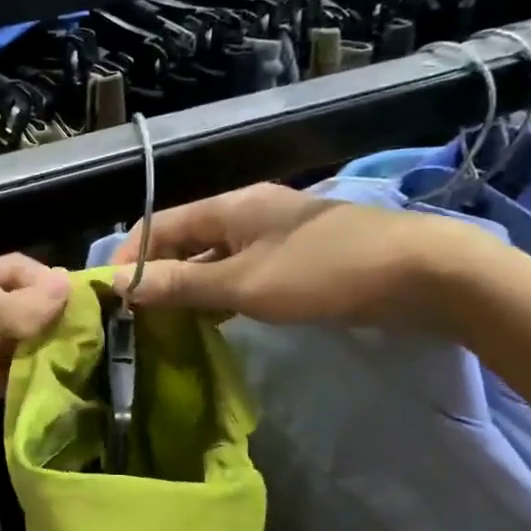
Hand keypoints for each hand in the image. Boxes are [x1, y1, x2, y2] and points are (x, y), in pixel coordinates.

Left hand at [0, 255, 71, 444]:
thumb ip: (26, 305)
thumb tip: (68, 285)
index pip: (19, 271)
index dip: (50, 286)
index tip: (85, 311)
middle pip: (15, 312)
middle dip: (48, 327)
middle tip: (91, 352)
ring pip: (4, 349)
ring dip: (33, 360)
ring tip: (76, 377)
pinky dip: (12, 386)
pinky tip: (44, 397)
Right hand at [109, 183, 501, 331]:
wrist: (421, 273)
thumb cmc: (325, 272)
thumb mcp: (245, 283)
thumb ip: (183, 284)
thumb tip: (123, 286)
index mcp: (232, 207)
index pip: (162, 224)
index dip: (131, 254)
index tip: (108, 293)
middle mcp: (249, 213)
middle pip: (186, 240)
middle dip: (157, 273)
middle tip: (133, 315)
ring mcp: (276, 237)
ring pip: (215, 259)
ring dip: (188, 286)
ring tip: (163, 322)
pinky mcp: (298, 261)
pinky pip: (242, 273)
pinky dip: (220, 294)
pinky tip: (213, 320)